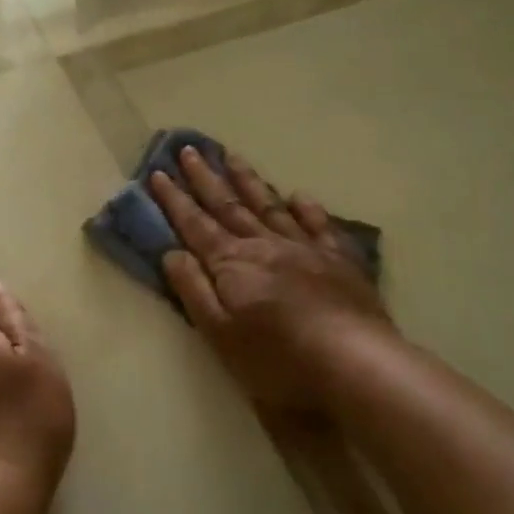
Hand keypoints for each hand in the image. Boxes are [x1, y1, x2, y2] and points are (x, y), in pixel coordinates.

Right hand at [149, 146, 399, 412]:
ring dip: (247, 181)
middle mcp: (264, 245)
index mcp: (232, 263)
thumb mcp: (220, 334)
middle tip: (188, 149)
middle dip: (205, 178)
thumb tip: (172, 252)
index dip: (174, 199)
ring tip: (232, 156)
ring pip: (268, 206)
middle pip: (228, 206)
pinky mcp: (338, 261)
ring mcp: (304, 249)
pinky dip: (306, 209)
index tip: (158, 172)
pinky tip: (299, 195)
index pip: (195, 224)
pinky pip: (318, 225)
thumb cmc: (279, 359)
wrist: (356, 364)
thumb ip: (194, 290)